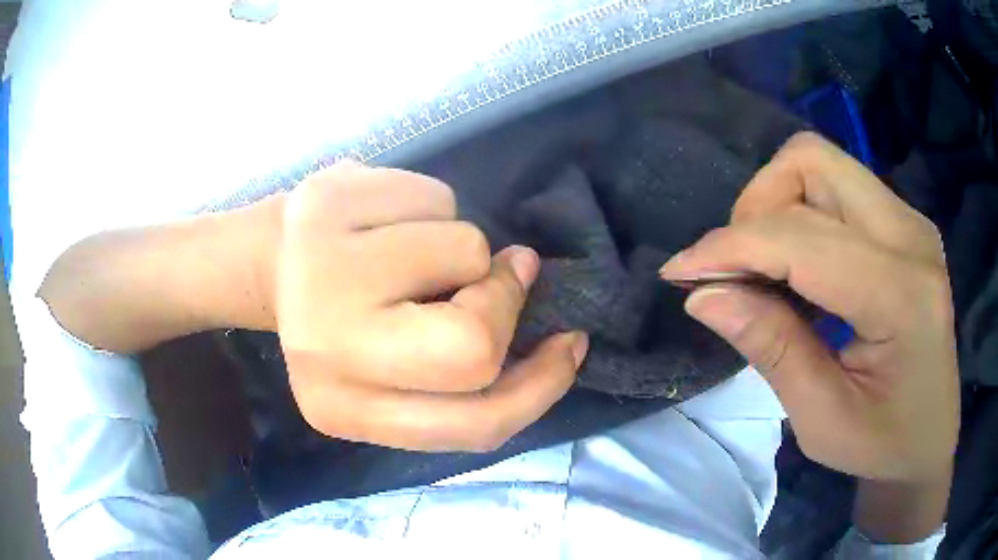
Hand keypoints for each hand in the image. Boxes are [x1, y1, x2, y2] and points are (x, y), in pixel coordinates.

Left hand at [271, 162, 587, 451]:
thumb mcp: (397, 373)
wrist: (272, 261)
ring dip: (464, 247)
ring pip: (465, 249)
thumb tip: (529, 289)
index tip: (567, 345)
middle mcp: (325, 352)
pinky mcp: (323, 204)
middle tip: (497, 275)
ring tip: (415, 248)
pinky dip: (433, 205)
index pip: (476, 421)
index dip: (541, 385)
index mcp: (345, 412)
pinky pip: (436, 196)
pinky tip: (389, 216)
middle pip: (472, 344)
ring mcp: (317, 272)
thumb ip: (467, 366)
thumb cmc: (344, 319)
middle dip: (504, 301)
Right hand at [660, 133, 958, 484]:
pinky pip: (837, 186)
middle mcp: (911, 236)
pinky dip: (800, 212)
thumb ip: (771, 349)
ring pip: (821, 164)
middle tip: (739, 268)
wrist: (930, 437)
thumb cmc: (882, 444)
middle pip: (812, 163)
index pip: (802, 237)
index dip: (731, 247)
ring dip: (777, 205)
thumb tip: (703, 295)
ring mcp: (911, 222)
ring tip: (767, 267)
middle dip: (756, 206)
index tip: (680, 272)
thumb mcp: (822, 420)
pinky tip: (799, 267)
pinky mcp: (904, 223)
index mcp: (902, 296)